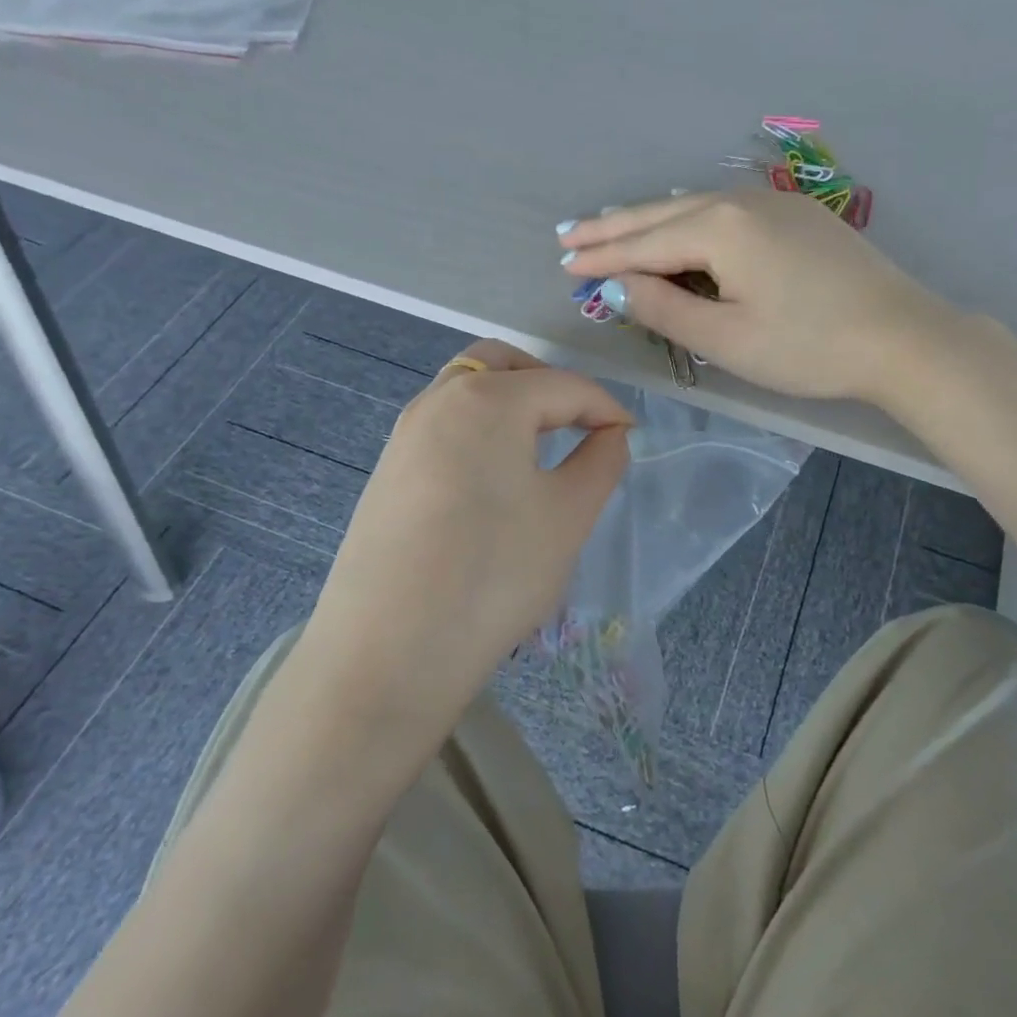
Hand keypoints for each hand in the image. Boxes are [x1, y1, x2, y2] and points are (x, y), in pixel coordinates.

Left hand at [305, 340, 630, 741]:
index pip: (564, 385)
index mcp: (488, 399)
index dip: (606, 408)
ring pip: (468, 392)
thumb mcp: (569, 516)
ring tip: (541, 453)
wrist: (390, 651)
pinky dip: (479, 432)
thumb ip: (601, 461)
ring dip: (511, 406)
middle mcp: (438, 400)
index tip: (630, 439)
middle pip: (503, 366)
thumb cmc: (495, 573)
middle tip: (580, 427)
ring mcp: (404, 435)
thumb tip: (610, 434)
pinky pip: (444, 427)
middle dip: (550, 386)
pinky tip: (494, 483)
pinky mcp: (387, 472)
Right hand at [559, 188, 955, 404]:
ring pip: (695, 207)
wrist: (903, 337)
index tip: (563, 264)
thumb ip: (666, 309)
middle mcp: (742, 201)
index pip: (644, 243)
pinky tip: (680, 228)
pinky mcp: (798, 215)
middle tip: (570, 234)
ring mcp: (774, 202)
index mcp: (720, 228)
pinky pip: (726, 212)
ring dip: (650, 220)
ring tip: (610, 226)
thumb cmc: (808, 347)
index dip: (602, 257)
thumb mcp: (726, 339)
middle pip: (664, 213)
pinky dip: (690, 222)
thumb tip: (619, 286)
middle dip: (614, 227)